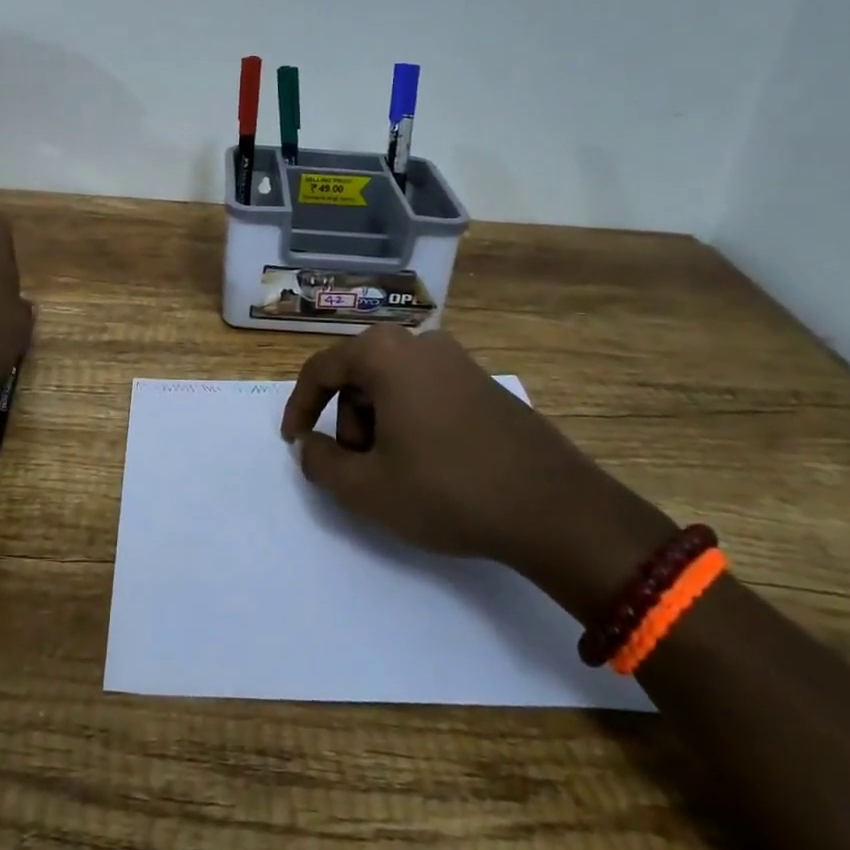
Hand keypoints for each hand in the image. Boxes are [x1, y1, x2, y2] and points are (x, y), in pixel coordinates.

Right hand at [280, 328, 673, 610]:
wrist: (554, 507)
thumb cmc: (448, 490)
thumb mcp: (367, 489)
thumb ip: (321, 464)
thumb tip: (311, 446)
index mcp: (384, 353)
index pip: (320, 369)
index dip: (300, 407)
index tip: (295, 443)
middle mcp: (418, 342)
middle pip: (358, 375)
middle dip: (348, 422)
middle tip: (359, 469)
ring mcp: (456, 358)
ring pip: (391, 384)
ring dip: (379, 423)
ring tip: (397, 472)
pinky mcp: (482, 381)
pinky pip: (424, 390)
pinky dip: (410, 420)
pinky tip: (429, 463)